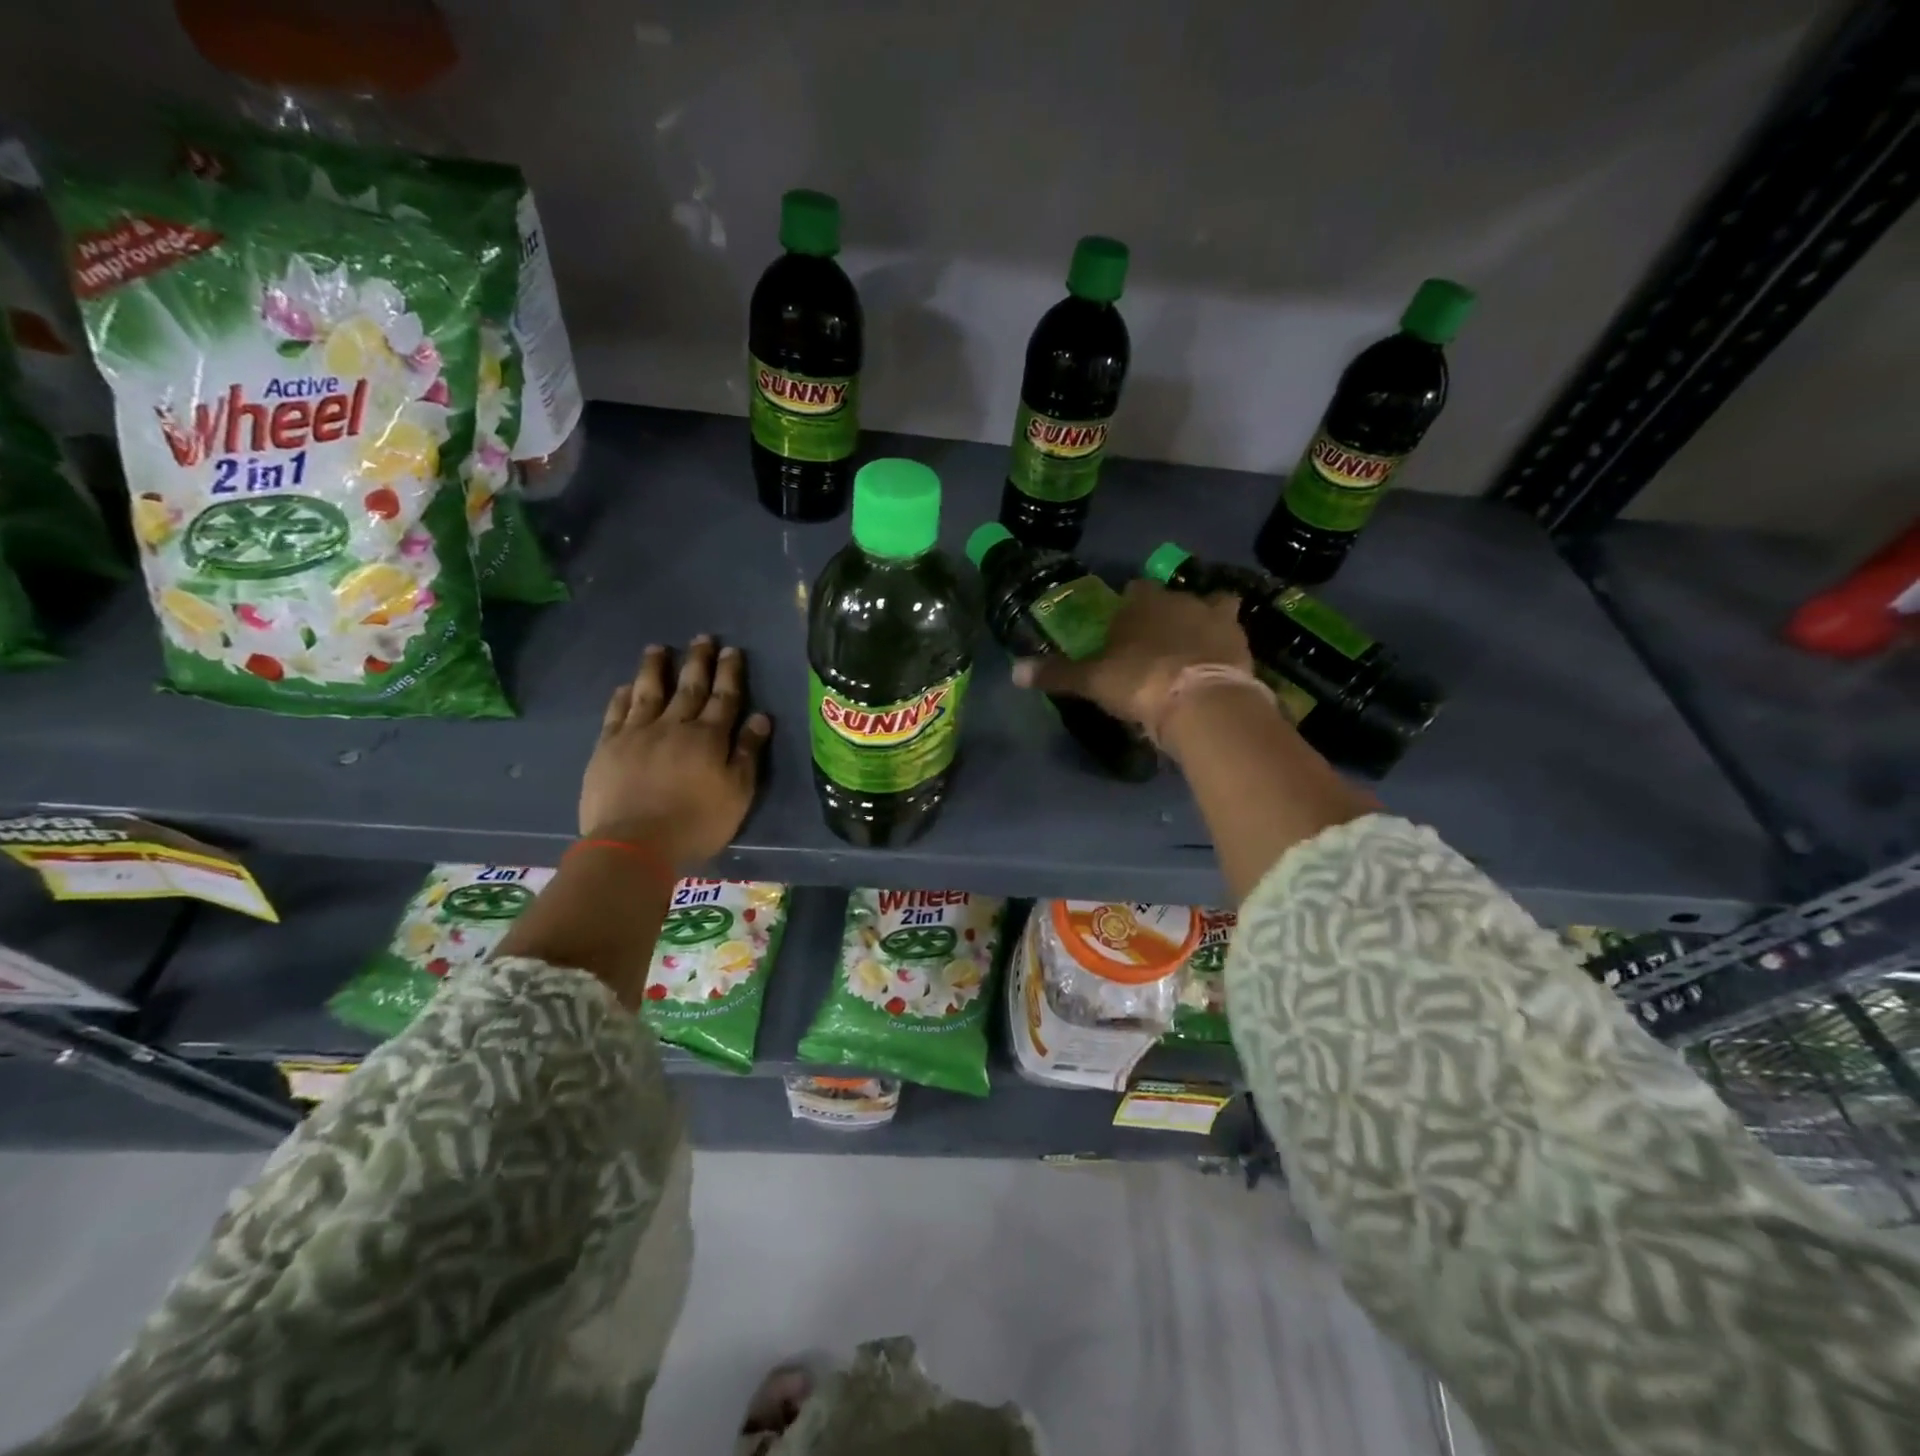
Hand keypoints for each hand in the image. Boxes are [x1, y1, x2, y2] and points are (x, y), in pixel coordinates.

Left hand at [579, 637, 771, 868]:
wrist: (634, 843)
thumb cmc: (696, 823)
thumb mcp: (737, 794)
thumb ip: (747, 754)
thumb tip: (761, 718)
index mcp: (709, 738)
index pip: (724, 698)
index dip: (729, 673)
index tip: (732, 650)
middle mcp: (674, 726)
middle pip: (689, 687)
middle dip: (698, 661)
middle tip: (702, 638)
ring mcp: (637, 734)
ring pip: (649, 692)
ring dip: (655, 668)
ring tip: (658, 648)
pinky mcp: (608, 747)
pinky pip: (616, 713)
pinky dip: (622, 696)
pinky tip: (625, 686)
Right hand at [1011, 579, 1252, 727]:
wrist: (1199, 701)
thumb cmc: (1139, 681)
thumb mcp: (1092, 681)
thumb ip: (1057, 674)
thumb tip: (1014, 672)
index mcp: (1142, 603)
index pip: (1134, 591)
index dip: (1129, 607)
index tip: (1123, 628)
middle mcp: (1180, 600)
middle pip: (1172, 597)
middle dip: (1165, 613)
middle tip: (1156, 642)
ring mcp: (1215, 617)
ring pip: (1212, 606)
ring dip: (1204, 620)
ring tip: (1195, 646)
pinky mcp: (1241, 641)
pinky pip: (1234, 634)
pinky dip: (1227, 645)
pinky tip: (1221, 662)